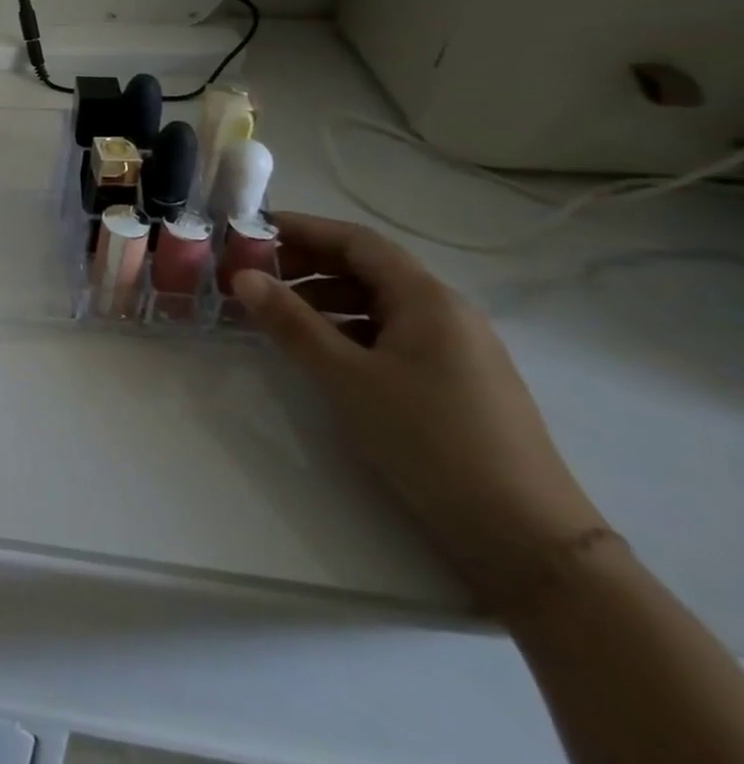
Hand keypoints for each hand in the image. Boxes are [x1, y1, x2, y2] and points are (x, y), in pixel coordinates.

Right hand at [232, 212, 605, 606]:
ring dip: (322, 298)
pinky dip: (346, 329)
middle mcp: (445, 313)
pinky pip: (389, 333)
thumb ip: (292, 323)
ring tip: (274, 314)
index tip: (249, 232)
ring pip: (376, 302)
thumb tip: (242, 275)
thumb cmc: (432, 441)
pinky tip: (318, 350)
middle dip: (306, 264)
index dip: (302, 229)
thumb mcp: (348, 378)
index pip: (356, 241)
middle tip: (252, 273)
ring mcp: (454, 349)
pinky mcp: (453, 381)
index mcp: (427, 300)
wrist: (527, 540)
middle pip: (366, 268)